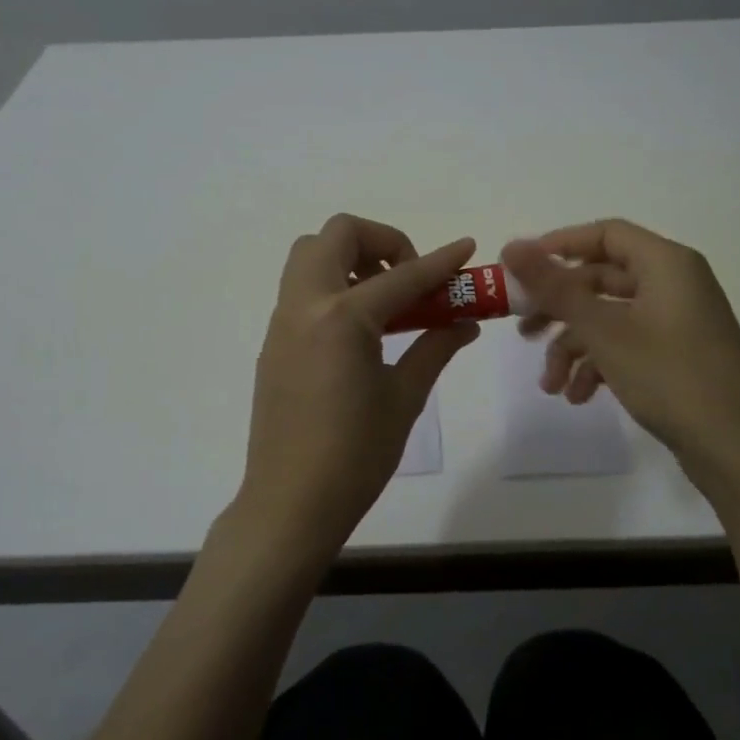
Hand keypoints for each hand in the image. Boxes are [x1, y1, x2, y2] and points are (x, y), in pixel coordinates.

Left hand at [234, 214, 479, 565]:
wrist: (290, 503)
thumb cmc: (355, 456)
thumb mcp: (404, 398)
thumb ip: (434, 348)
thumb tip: (464, 322)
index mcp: (341, 318)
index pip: (401, 276)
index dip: (439, 261)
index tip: (465, 248)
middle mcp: (305, 305)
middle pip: (337, 236)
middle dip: (380, 241)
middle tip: (409, 279)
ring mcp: (283, 322)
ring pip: (310, 256)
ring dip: (350, 259)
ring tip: (386, 302)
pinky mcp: (274, 342)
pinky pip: (302, 289)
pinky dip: (333, 287)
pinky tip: (361, 331)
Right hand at [501, 220, 739, 479]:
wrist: (739, 449)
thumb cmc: (670, 376)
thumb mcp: (604, 330)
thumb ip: (555, 287)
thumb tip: (512, 245)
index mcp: (666, 263)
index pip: (605, 234)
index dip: (559, 245)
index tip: (520, 270)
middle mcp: (674, 284)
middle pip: (602, 279)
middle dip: (559, 308)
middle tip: (523, 331)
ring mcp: (677, 322)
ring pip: (610, 318)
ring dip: (574, 347)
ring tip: (550, 385)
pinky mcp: (677, 356)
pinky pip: (627, 345)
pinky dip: (599, 365)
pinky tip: (578, 396)